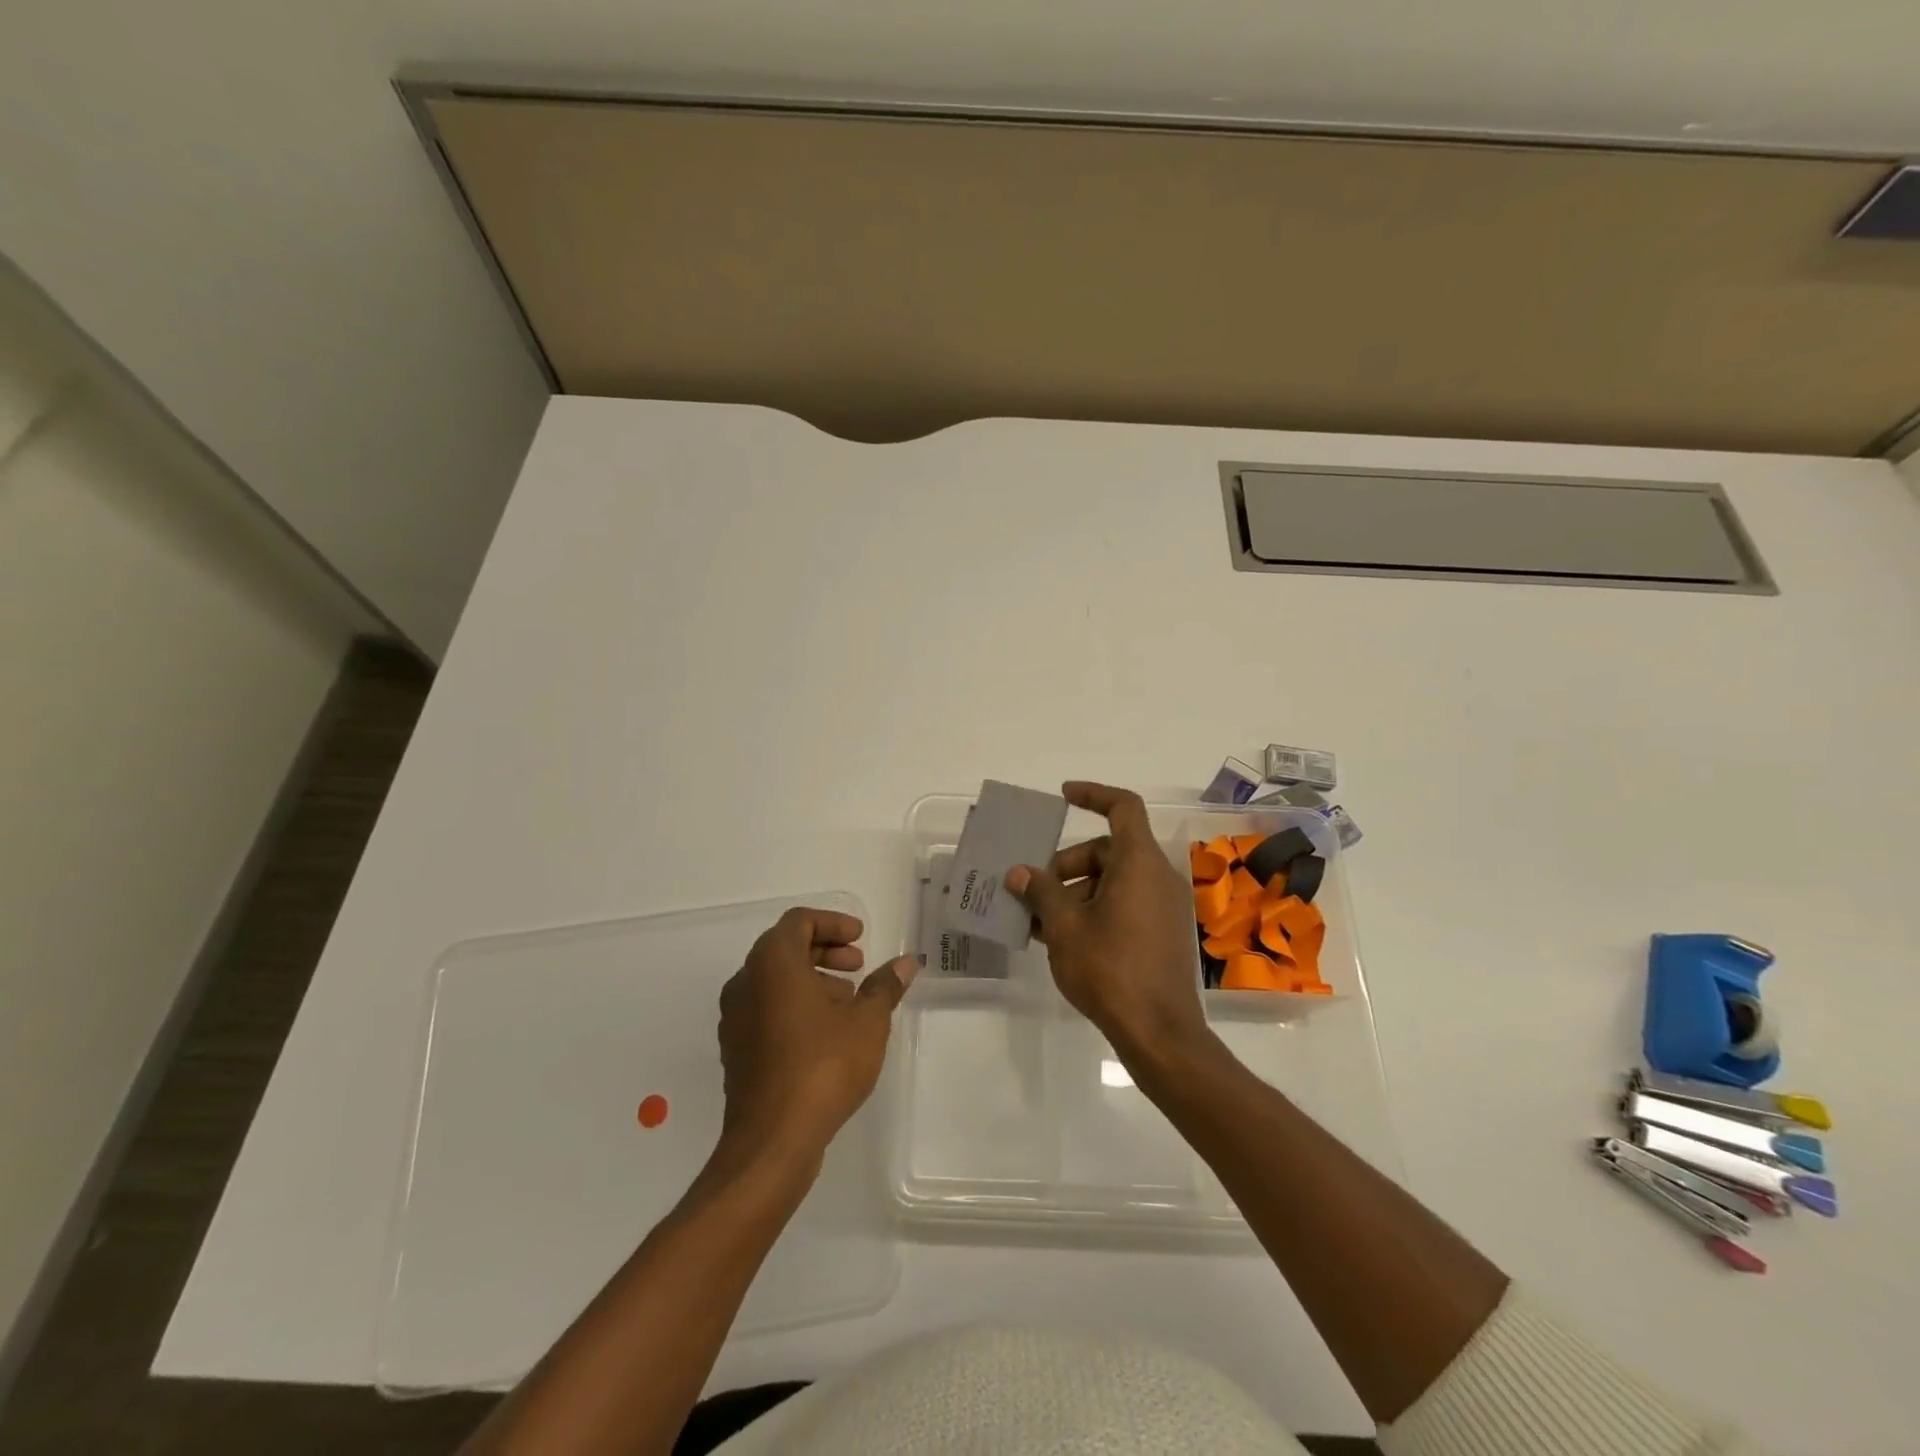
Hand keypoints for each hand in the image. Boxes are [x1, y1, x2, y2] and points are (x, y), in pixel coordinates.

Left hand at [716, 907, 914, 1162]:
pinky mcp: (735, 1049)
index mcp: (772, 963)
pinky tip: (825, 1033)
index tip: (860, 939)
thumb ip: (885, 986)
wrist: (772, 1140)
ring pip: (774, 980)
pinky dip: (794, 1005)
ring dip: (812, 979)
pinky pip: (765, 1008)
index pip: (798, 922)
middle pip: (784, 948)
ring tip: (849, 1002)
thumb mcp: (868, 1022)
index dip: (832, 923)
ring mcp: (735, 1017)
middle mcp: (745, 982)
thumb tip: (907, 962)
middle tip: (858, 965)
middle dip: (824, 950)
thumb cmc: (823, 1066)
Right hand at [1005, 782, 1209, 1061]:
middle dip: (1068, 863)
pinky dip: (1095, 910)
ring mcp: (1164, 906)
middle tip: (1035, 888)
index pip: (1123, 807)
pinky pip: (1125, 904)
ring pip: (1114, 880)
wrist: (1159, 1033)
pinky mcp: (1163, 933)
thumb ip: (1041, 892)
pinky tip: (1062, 939)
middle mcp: (1157, 876)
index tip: (1063, 796)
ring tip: (1040, 920)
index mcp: (1139, 862)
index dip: (1093, 794)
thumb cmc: (1110, 969)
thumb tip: (1020, 873)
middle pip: (1109, 849)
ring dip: (1076, 891)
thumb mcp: (1064, 927)